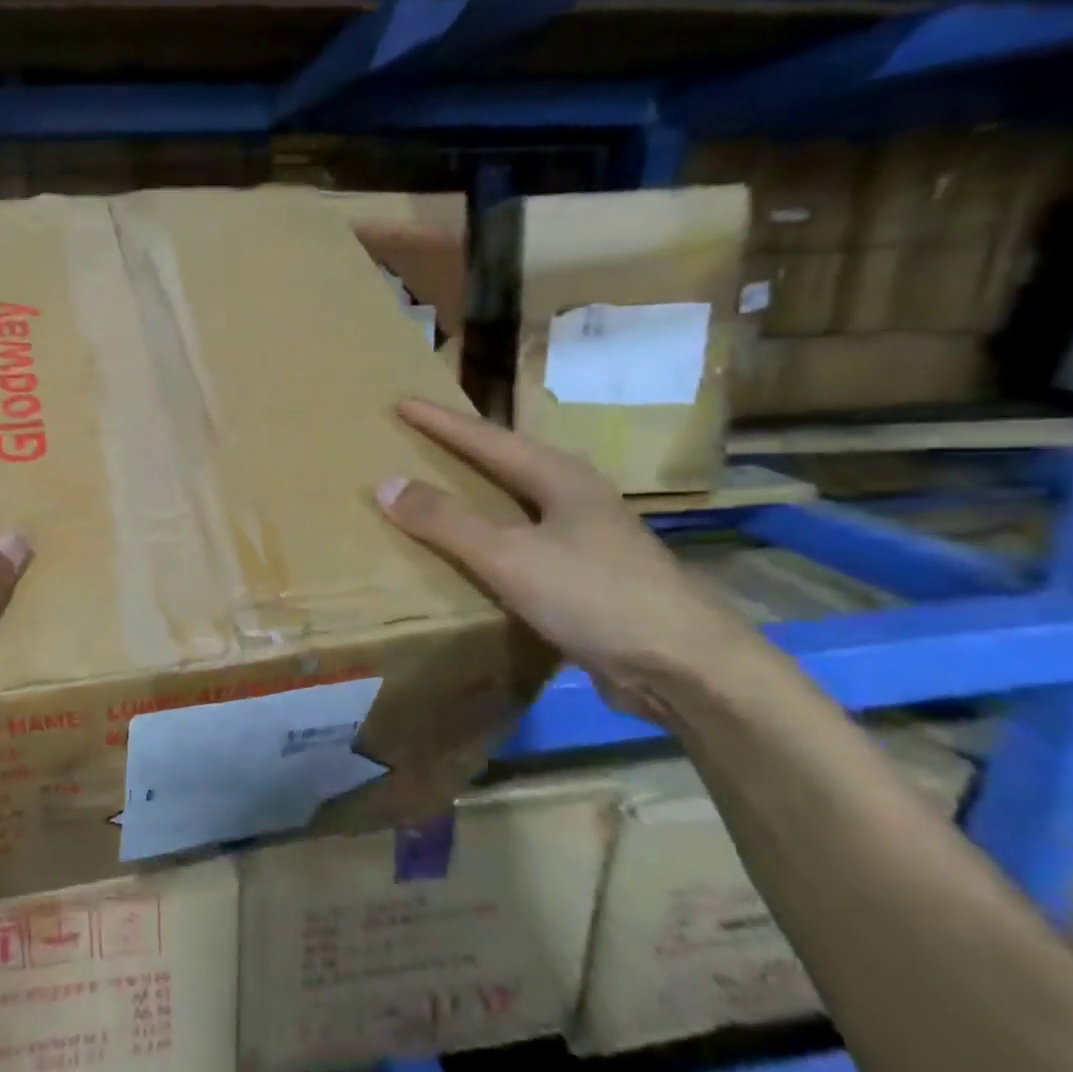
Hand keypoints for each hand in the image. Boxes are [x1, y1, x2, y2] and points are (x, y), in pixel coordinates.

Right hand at [375, 399, 766, 727]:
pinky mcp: (588, 580)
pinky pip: (524, 544)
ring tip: (438, 491)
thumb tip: (387, 484)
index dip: (441, 422)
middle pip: (507, 463)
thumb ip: (447, 521)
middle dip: (462, 451)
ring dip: (477, 496)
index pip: (487, 439)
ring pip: (518, 505)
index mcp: (561, 478)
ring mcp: (588, 540)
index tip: (402, 402)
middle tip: (418, 441)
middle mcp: (576, 499)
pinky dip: (491, 540)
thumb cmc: (596, 596)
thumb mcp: (511, 556)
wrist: (686, 669)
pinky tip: (475, 555)